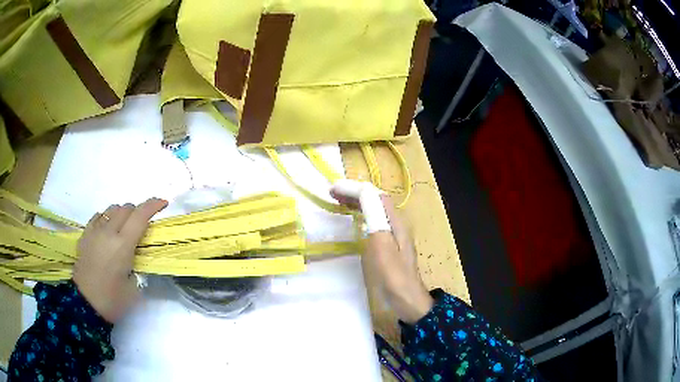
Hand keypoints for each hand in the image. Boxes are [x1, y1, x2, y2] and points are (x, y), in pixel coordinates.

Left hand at [73, 198, 166, 322]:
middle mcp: (108, 232)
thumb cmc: (112, 300)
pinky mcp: (85, 235)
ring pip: (111, 209)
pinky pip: (98, 216)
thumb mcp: (134, 288)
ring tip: (124, 228)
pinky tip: (107, 230)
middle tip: (142, 226)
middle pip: (126, 208)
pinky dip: (106, 218)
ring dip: (122, 213)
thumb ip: (138, 265)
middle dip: (137, 211)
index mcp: (123, 245)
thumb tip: (138, 255)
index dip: (153, 205)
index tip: (163, 203)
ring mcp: (94, 231)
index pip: (140, 216)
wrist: (85, 304)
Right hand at [331, 187, 433, 323]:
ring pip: (374, 209)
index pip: (374, 195)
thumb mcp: (382, 246)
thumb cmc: (393, 276)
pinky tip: (353, 218)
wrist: (407, 299)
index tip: (333, 189)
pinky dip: (360, 214)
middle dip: (354, 192)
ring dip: (357, 202)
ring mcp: (393, 233)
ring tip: (338, 201)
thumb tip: (364, 193)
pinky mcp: (389, 243)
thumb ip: (375, 218)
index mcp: (395, 221)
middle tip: (332, 193)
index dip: (354, 188)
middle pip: (375, 199)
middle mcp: (396, 223)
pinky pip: (373, 220)